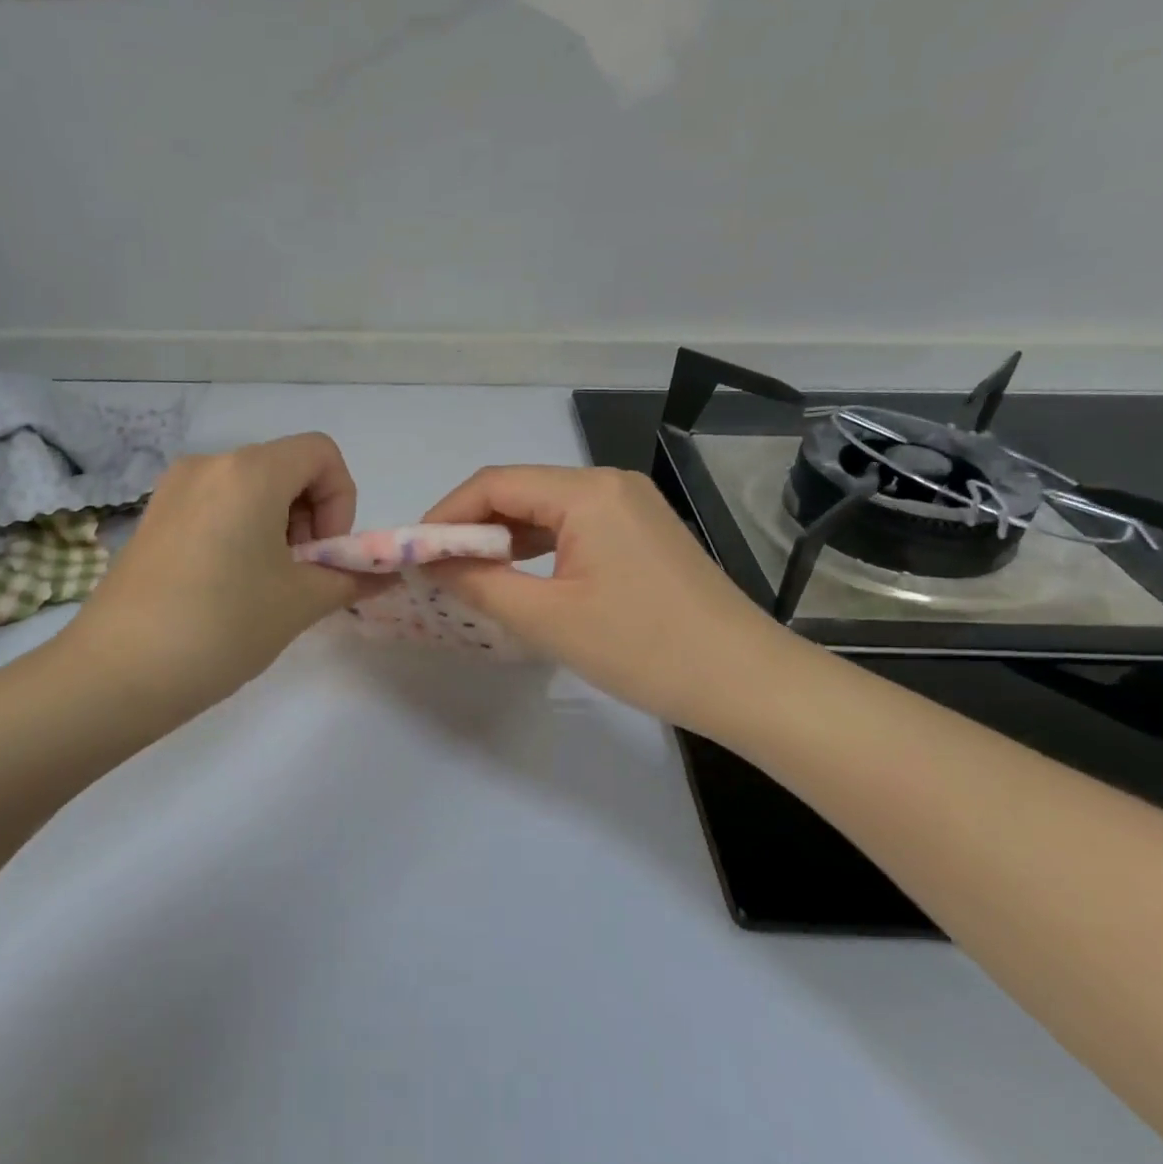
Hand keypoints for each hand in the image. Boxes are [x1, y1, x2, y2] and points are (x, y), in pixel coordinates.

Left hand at [65, 433, 372, 717]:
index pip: (321, 453)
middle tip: (300, 575)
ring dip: (278, 527)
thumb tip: (386, 575)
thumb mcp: (300, 603)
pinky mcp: (153, 518)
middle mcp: (209, 465)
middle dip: (310, 516)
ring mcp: (173, 490)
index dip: (341, 499)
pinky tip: (228, 587)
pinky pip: (217, 506)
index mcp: (249, 472)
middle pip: (286, 468)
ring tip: (266, 586)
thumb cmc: (222, 626)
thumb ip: (352, 578)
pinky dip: (242, 533)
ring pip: (251, 489)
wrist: (116, 674)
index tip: (324, 553)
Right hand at [423, 466, 787, 727]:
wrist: (745, 680)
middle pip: (520, 490)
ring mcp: (631, 505)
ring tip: (472, 576)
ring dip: (505, 537)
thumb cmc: (642, 648)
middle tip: (440, 569)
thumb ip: (479, 582)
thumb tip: (431, 562)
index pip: (494, 483)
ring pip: (546, 508)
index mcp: (586, 492)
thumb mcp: (547, 619)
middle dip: (473, 526)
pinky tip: (522, 576)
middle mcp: (609, 483)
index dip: (447, 514)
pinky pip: (575, 526)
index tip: (417, 553)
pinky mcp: (643, 531)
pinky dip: (539, 547)